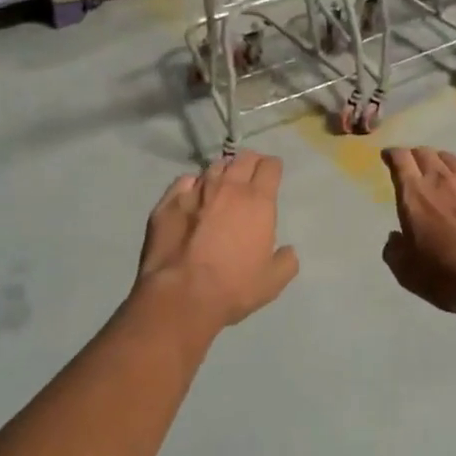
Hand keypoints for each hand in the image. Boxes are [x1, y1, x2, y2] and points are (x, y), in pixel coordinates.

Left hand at [136, 152, 299, 334]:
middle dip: (251, 162)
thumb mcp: (272, 282)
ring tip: (222, 185)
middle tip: (251, 175)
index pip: (270, 166)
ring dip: (222, 172)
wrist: (180, 296)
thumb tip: (287, 251)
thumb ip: (286, 261)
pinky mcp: (168, 201)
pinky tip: (193, 197)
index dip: (273, 168)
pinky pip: (185, 181)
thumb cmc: (232, 287)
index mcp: (258, 201)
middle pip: (243, 158)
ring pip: (214, 167)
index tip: (273, 174)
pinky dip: (193, 185)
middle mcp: (228, 187)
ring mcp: (195, 191)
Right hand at [381, 148, 455, 327]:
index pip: (400, 159)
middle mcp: (441, 179)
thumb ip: (394, 250)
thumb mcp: (407, 273)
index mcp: (414, 195)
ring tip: (441, 173)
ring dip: (440, 162)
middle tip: (414, 167)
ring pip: (450, 157)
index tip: (389, 157)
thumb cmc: (448, 278)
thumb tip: (396, 237)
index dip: (392, 155)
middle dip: (415, 157)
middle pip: (425, 153)